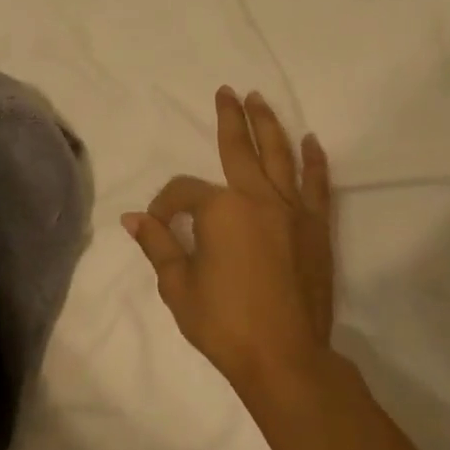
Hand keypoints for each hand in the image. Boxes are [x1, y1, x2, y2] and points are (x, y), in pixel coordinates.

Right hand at [123, 87, 335, 392]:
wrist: (284, 357)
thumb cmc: (223, 324)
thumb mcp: (177, 286)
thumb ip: (158, 245)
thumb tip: (132, 218)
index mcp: (219, 210)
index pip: (183, 192)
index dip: (164, 205)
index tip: (158, 226)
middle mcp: (257, 199)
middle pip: (239, 149)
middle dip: (229, 119)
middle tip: (227, 92)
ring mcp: (291, 211)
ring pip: (279, 156)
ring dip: (269, 125)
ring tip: (260, 100)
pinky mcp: (316, 228)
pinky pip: (316, 186)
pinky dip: (313, 161)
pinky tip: (310, 142)